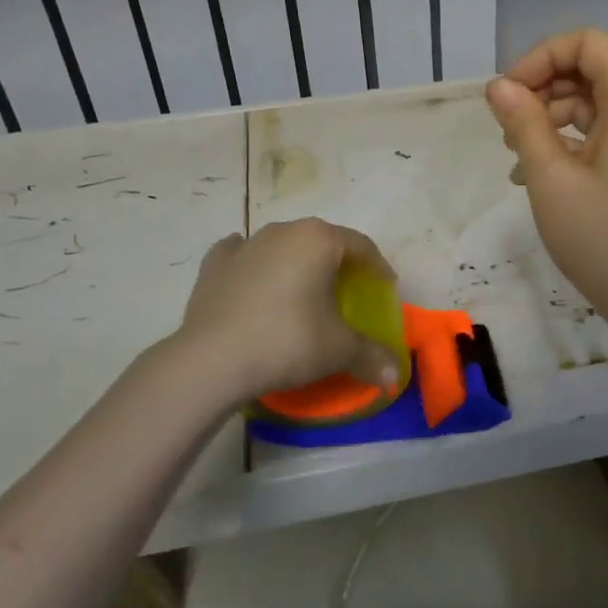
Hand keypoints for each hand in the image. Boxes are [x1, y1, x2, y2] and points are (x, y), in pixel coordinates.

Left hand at [175, 218, 401, 402]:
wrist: (213, 359)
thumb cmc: (288, 341)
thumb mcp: (338, 350)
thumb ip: (371, 356)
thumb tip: (395, 376)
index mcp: (319, 240)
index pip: (361, 246)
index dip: (377, 266)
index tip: (384, 286)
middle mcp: (283, 231)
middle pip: (321, 240)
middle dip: (337, 262)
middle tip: (347, 290)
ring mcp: (246, 244)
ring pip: (281, 245)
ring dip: (296, 262)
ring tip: (302, 290)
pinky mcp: (215, 264)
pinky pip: (242, 255)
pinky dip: (253, 264)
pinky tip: (254, 277)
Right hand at [484, 29, 607, 325]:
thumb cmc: (604, 237)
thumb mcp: (551, 177)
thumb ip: (523, 123)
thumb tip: (498, 85)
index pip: (587, 43)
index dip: (542, 57)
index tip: (508, 94)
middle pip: (589, 69)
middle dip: (542, 88)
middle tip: (506, 127)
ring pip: (591, 102)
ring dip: (548, 117)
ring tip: (515, 157)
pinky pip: (599, 132)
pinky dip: (564, 142)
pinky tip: (532, 176)